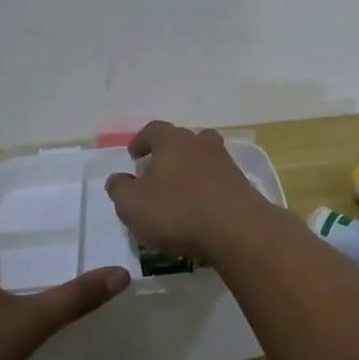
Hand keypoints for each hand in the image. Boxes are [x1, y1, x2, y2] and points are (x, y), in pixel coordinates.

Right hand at [105, 121, 279, 259]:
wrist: (237, 229)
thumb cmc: (178, 212)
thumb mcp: (133, 205)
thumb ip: (120, 189)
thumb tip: (118, 178)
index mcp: (173, 140)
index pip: (153, 130)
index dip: (141, 141)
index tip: (133, 155)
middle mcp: (200, 142)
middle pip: (181, 140)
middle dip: (166, 153)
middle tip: (155, 173)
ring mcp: (224, 161)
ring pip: (202, 157)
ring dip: (189, 169)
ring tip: (177, 191)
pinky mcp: (240, 182)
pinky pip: (216, 178)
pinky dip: (205, 187)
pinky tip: (199, 207)